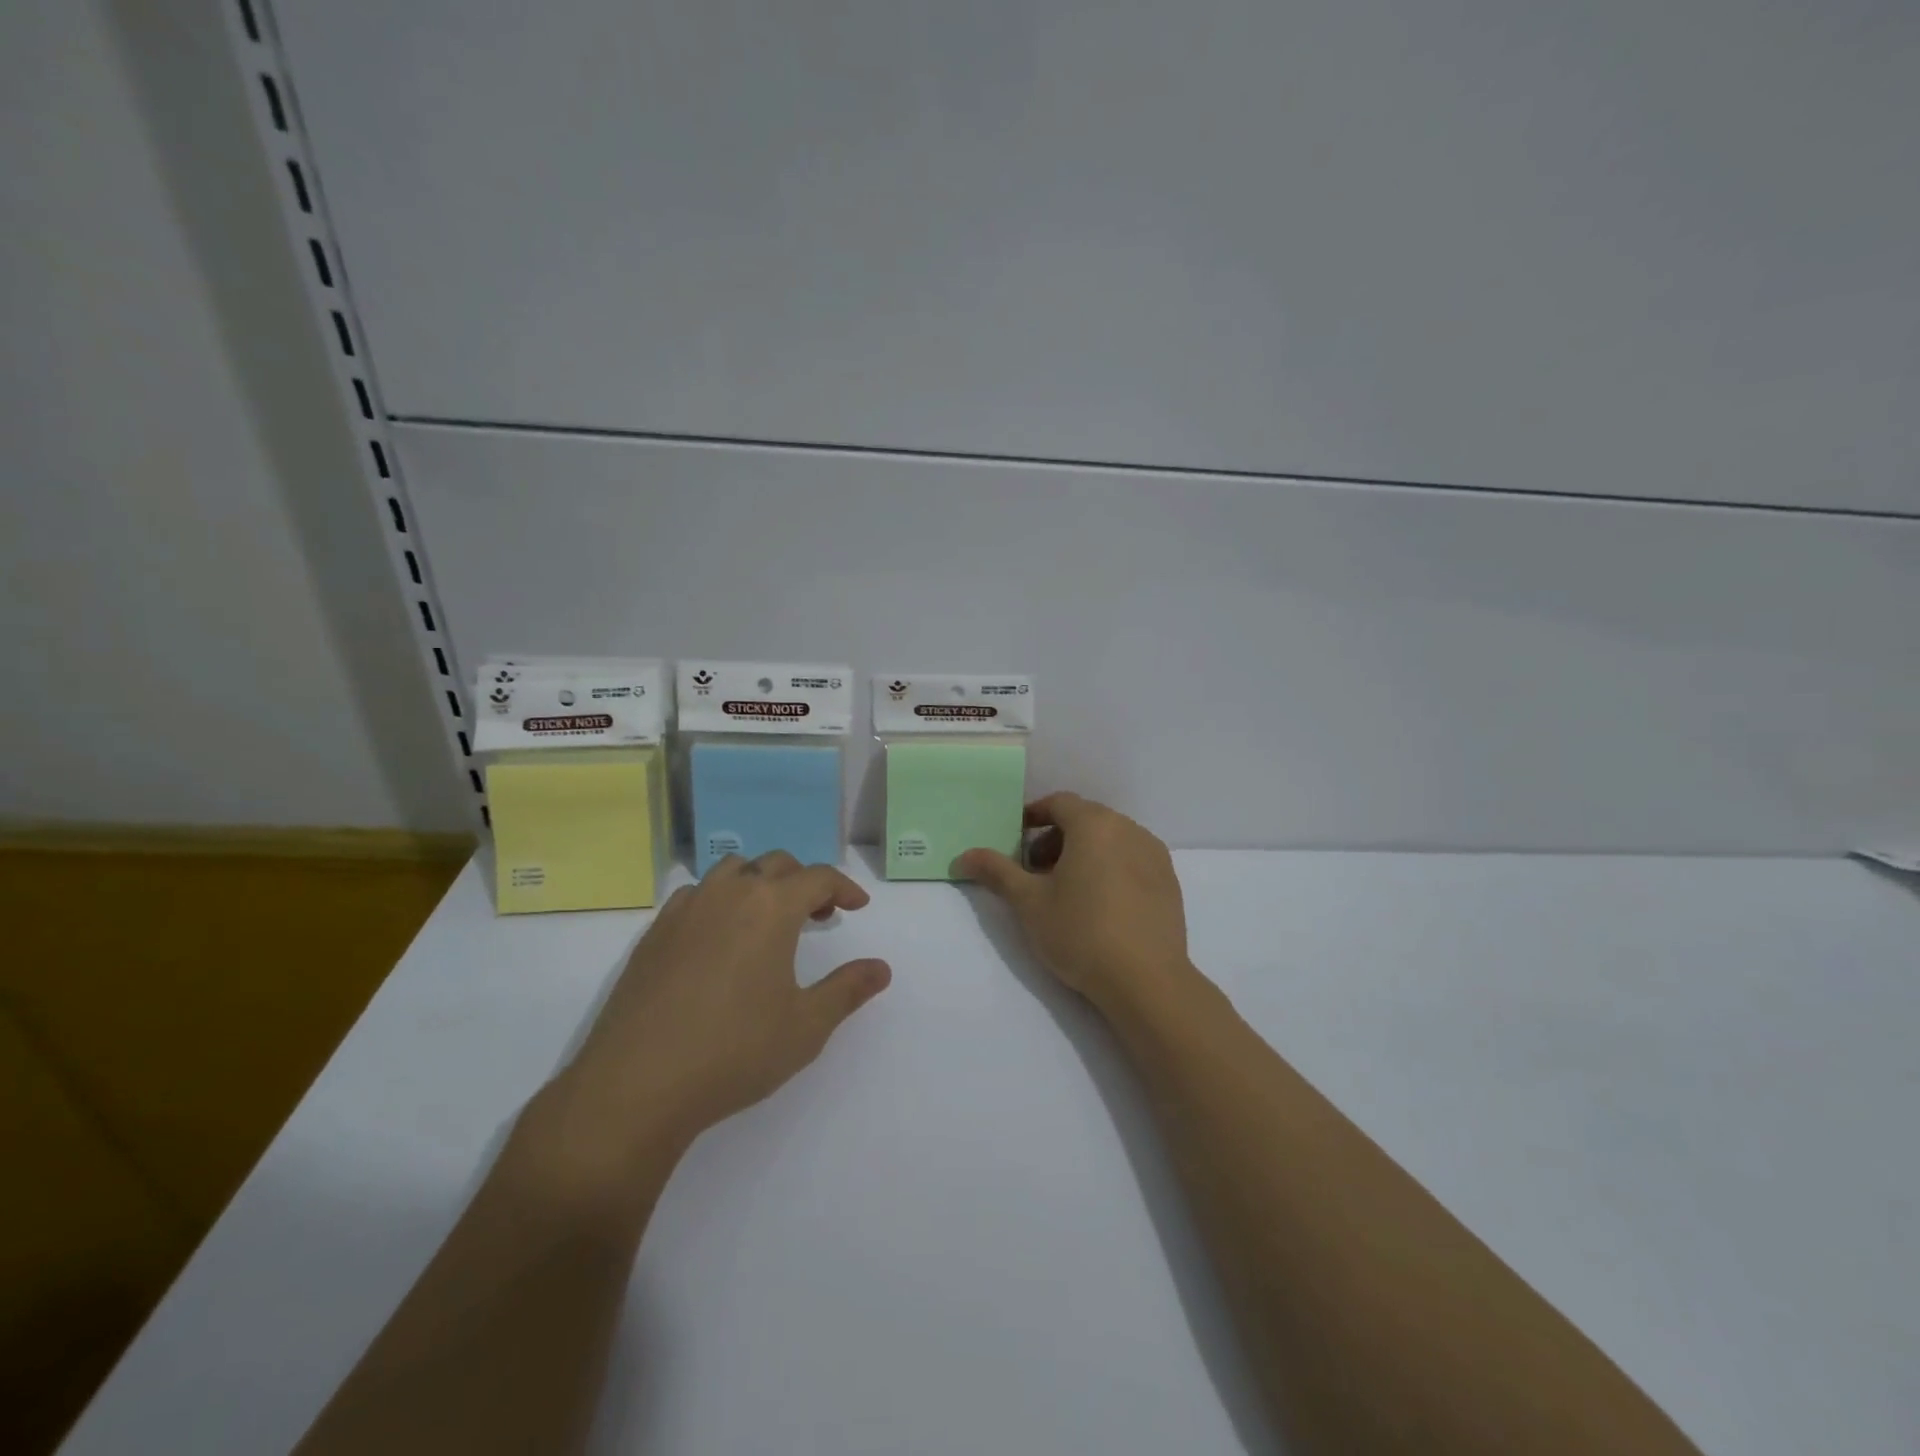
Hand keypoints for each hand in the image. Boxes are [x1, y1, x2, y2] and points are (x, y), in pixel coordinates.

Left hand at [558, 854, 891, 1156]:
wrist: (636, 1085)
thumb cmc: (734, 1051)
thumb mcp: (806, 1026)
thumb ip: (847, 990)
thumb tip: (881, 968)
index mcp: (771, 907)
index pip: (817, 876)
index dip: (843, 887)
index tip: (857, 907)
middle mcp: (729, 893)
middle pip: (775, 864)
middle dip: (804, 881)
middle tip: (819, 913)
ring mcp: (686, 909)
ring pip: (732, 870)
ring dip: (759, 882)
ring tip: (769, 919)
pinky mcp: (654, 932)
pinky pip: (697, 895)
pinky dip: (720, 900)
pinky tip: (720, 938)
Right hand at [957, 793, 1191, 1012]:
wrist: (1146, 980)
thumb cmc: (1081, 933)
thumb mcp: (1029, 903)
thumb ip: (997, 872)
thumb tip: (964, 855)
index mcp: (1094, 824)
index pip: (1058, 803)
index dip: (1033, 816)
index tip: (1016, 839)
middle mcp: (1128, 829)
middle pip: (1086, 819)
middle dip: (1056, 838)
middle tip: (1035, 870)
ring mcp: (1154, 854)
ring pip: (1111, 839)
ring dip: (1084, 852)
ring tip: (1067, 889)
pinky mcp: (1169, 881)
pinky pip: (1132, 859)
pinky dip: (1111, 867)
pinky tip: (1101, 904)